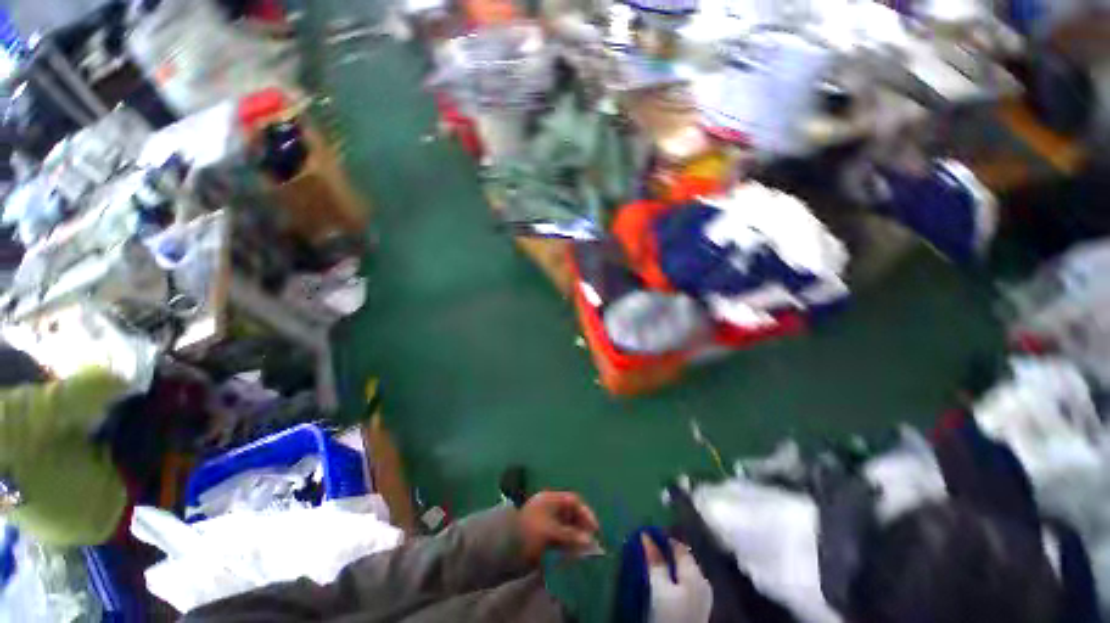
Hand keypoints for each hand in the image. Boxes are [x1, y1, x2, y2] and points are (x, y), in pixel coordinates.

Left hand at [518, 491, 599, 562]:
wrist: (501, 548)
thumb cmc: (528, 532)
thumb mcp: (550, 532)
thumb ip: (571, 535)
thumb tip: (591, 541)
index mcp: (550, 500)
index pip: (573, 501)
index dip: (586, 513)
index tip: (595, 530)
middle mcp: (549, 508)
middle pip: (571, 515)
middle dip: (582, 528)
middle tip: (592, 545)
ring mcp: (545, 523)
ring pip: (566, 529)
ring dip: (575, 540)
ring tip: (583, 554)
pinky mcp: (541, 539)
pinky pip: (559, 540)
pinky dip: (567, 547)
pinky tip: (571, 558)